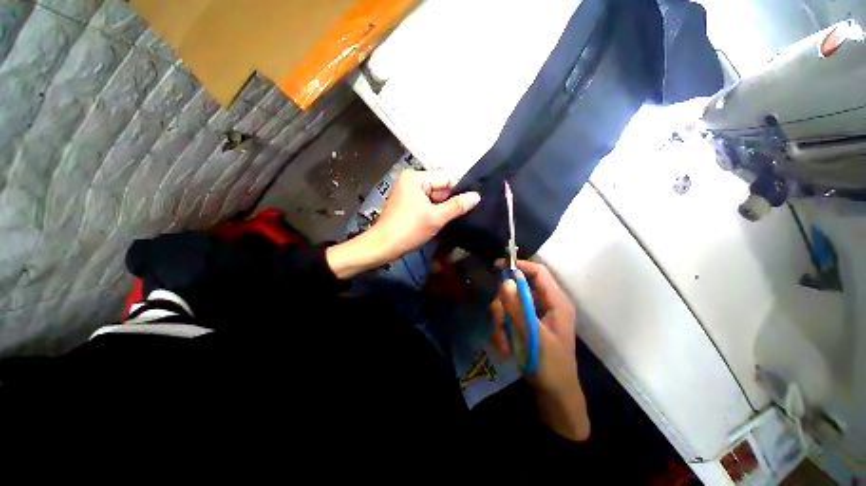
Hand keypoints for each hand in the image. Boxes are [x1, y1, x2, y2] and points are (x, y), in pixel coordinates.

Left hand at [326, 170, 479, 278]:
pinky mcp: (408, 204)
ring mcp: (409, 193)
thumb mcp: (436, 217)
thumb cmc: (408, 229)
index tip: (472, 205)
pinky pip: (427, 205)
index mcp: (416, 177)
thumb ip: (457, 206)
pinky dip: (435, 213)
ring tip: (456, 220)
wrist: (382, 247)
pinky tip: (443, 222)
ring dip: (444, 209)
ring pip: (435, 198)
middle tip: (466, 215)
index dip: (460, 191)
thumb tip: (477, 196)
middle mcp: (412, 181)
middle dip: (451, 202)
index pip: (447, 179)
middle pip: (441, 188)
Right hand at [491, 259, 588, 440]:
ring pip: (509, 304)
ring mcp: (534, 315)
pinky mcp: (526, 324)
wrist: (555, 396)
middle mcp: (545, 304)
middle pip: (517, 288)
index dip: (519, 266)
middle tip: (497, 320)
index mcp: (556, 302)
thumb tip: (505, 281)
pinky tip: (504, 346)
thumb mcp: (533, 337)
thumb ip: (518, 309)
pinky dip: (502, 330)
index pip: (538, 272)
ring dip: (501, 321)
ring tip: (502, 342)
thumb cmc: (551, 367)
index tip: (497, 267)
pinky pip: (508, 317)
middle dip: (504, 304)